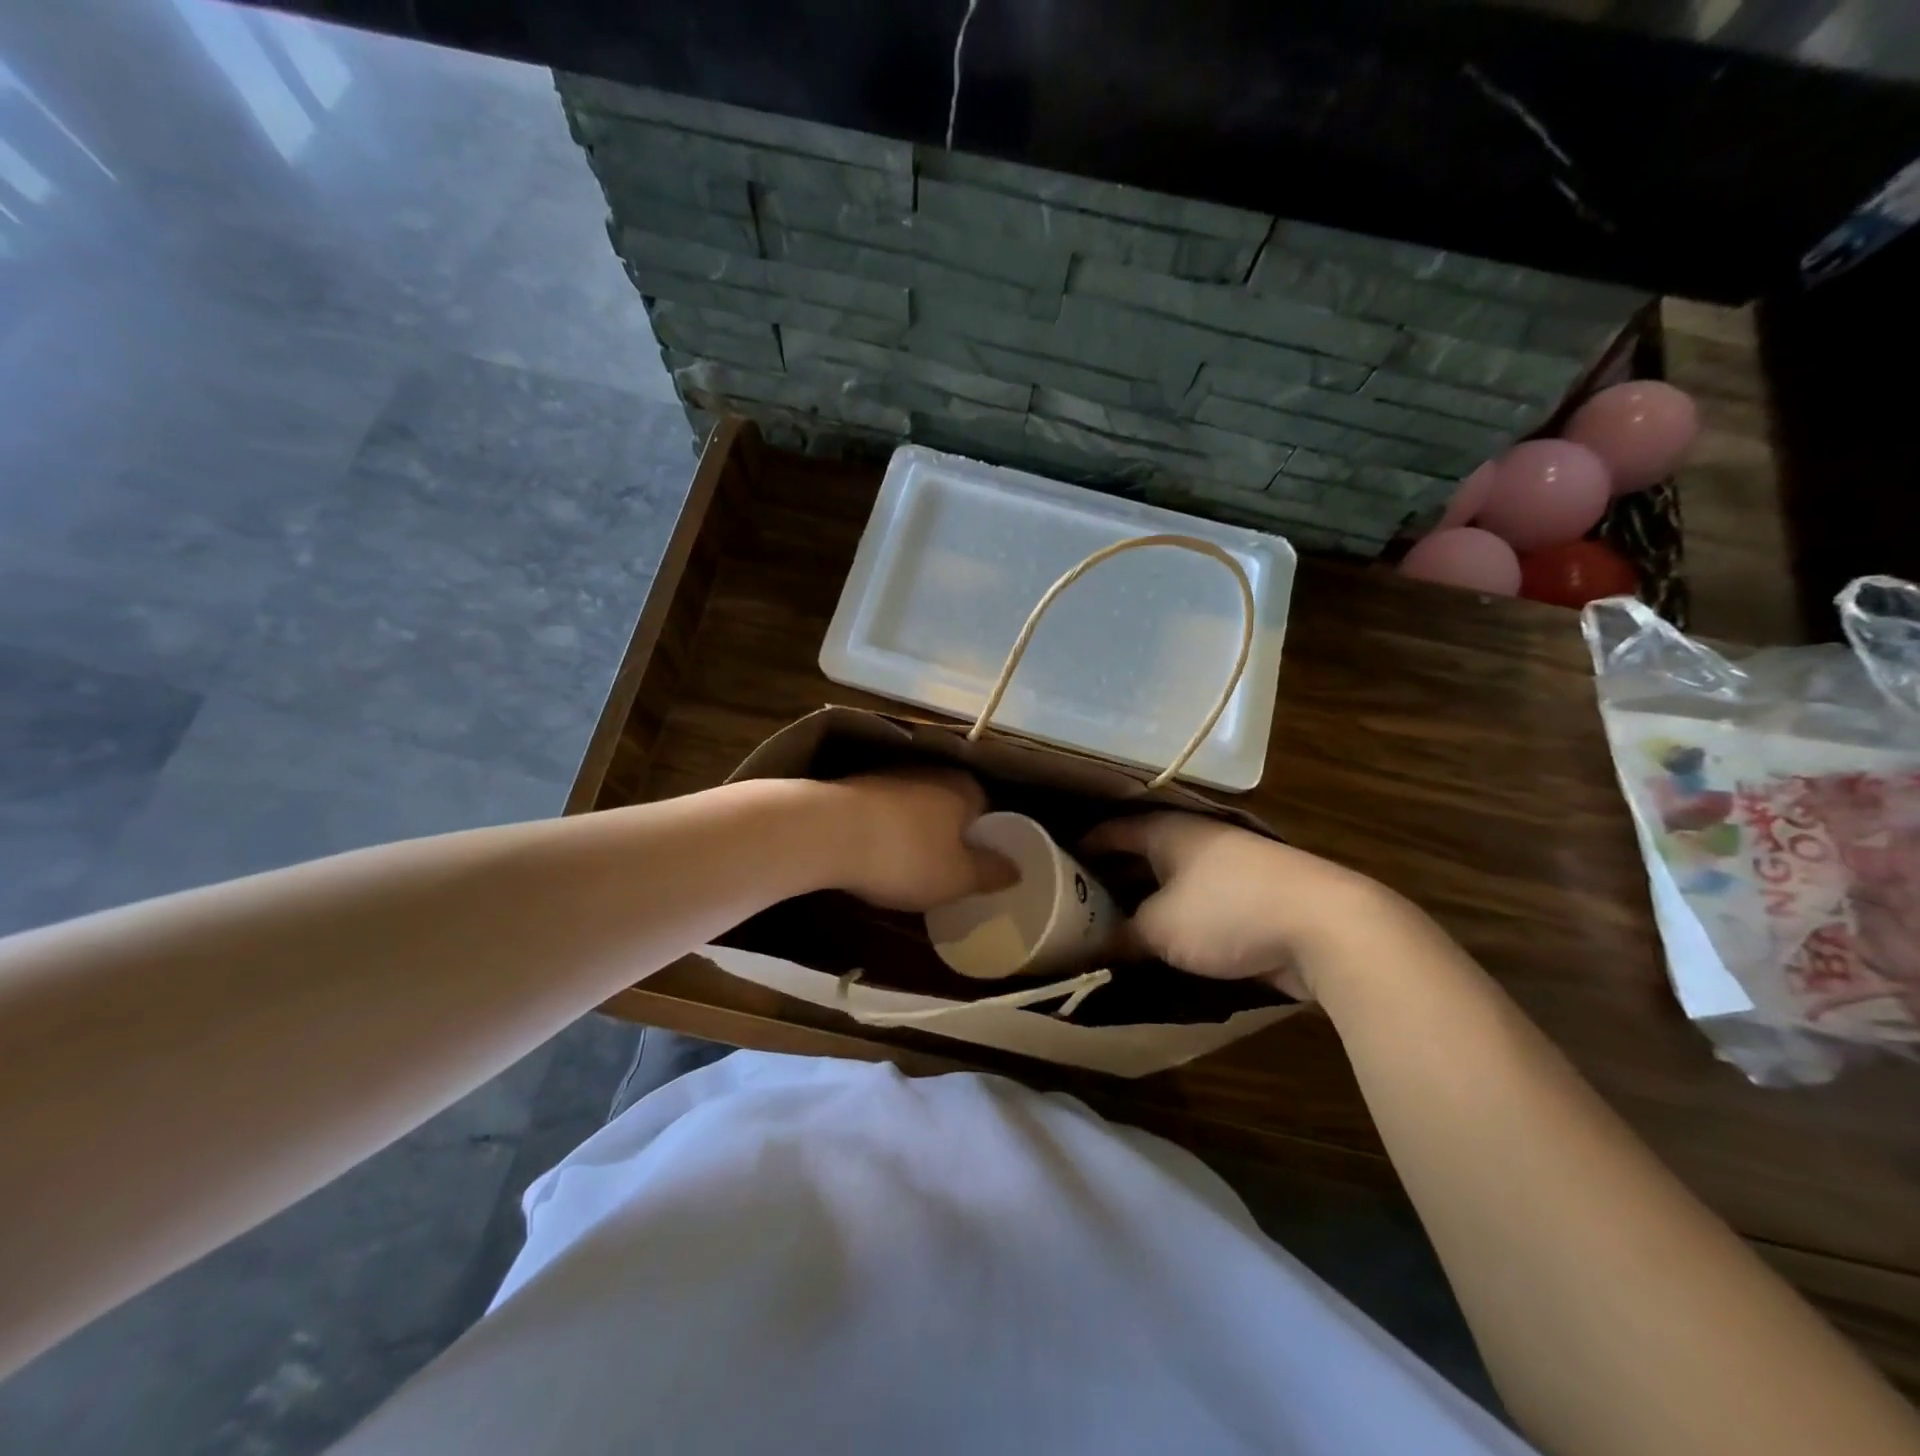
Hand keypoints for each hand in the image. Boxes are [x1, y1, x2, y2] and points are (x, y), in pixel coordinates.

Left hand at [824, 770, 1016, 911]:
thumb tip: (1016, 869)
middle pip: (951, 807)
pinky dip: (885, 832)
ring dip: (914, 833)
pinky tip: (875, 856)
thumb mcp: (958, 877)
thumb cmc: (906, 855)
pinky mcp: (856, 787)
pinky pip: (884, 813)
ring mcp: (890, 775)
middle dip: (949, 835)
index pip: (988, 809)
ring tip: (907, 868)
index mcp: (964, 788)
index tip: (977, 866)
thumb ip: (991, 873)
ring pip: (915, 808)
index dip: (985, 839)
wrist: (826, 832)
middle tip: (945, 871)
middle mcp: (931, 772)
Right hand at [1082, 814, 1390, 996]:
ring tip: (1112, 924)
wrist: (1325, 924)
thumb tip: (1096, 946)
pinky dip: (1177, 916)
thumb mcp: (1159, 928)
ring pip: (1172, 879)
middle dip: (1111, 876)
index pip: (1112, 830)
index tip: (1056, 863)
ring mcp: (1229, 866)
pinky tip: (1162, 941)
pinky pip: (1199, 901)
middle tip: (1078, 901)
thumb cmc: (1226, 911)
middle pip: (1141, 853)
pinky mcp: (1254, 895)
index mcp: (1167, 831)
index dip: (1083, 845)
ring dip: (1145, 899)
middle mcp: (1196, 840)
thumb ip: (1123, 935)